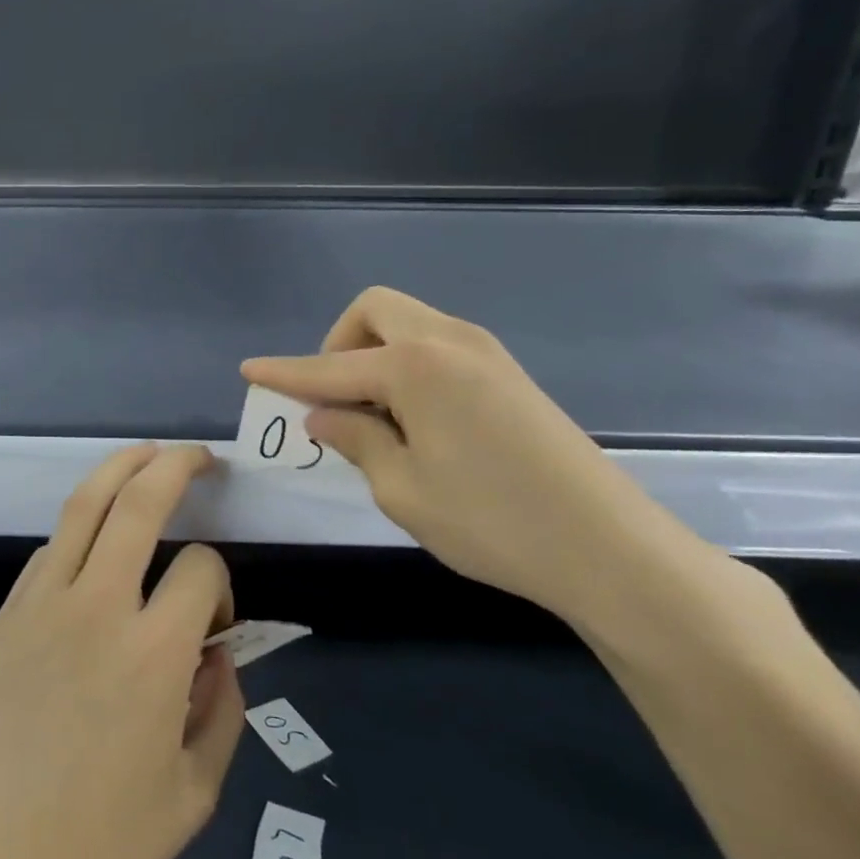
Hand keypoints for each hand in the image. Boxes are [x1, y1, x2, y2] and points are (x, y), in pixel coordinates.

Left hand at [0, 444, 243, 858]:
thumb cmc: (99, 846)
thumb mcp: (193, 796)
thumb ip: (223, 713)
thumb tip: (219, 653)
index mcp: (154, 654)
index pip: (201, 568)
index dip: (222, 580)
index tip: (218, 619)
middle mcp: (98, 608)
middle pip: (140, 502)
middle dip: (176, 466)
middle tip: (199, 457)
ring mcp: (43, 604)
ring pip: (83, 506)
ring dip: (119, 469)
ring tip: (146, 454)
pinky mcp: (7, 614)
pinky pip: (50, 550)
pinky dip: (80, 528)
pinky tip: (94, 536)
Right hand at [243, 288, 725, 626]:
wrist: (610, 548)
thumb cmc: (491, 521)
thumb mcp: (401, 489)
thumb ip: (355, 440)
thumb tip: (323, 416)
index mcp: (415, 366)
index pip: (329, 366)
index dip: (284, 372)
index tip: (249, 370)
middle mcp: (449, 341)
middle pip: (373, 310)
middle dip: (337, 343)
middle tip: (333, 398)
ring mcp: (485, 353)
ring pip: (408, 323)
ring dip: (373, 352)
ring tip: (370, 413)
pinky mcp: (508, 374)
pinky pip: (436, 345)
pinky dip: (406, 364)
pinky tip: (412, 417)